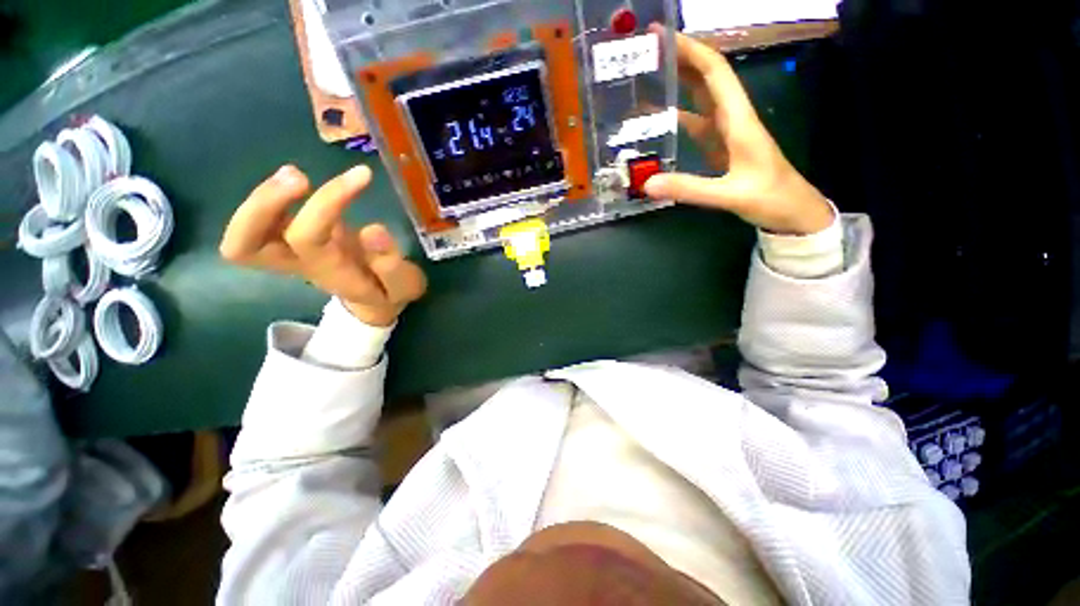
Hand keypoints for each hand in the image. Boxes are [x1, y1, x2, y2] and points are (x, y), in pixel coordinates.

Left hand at [220, 165, 426, 326]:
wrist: (376, 300)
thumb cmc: (390, 292)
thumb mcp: (404, 286)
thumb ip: (392, 265)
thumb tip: (373, 230)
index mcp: (328, 272)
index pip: (308, 236)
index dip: (327, 201)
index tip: (363, 177)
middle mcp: (299, 263)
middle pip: (245, 244)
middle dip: (263, 203)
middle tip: (300, 176)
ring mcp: (289, 253)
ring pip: (242, 236)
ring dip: (259, 199)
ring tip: (296, 174)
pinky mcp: (291, 240)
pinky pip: (257, 226)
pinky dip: (266, 199)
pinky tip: (296, 180)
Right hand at [644, 27, 834, 235]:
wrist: (792, 211)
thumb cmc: (770, 197)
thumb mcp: (729, 194)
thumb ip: (689, 188)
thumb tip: (647, 184)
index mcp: (739, 119)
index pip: (714, 73)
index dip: (690, 50)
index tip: (662, 37)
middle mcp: (733, 118)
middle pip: (706, 79)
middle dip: (680, 60)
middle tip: (648, 53)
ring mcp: (727, 133)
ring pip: (701, 99)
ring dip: (679, 85)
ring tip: (650, 79)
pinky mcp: (721, 148)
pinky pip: (698, 125)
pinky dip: (680, 117)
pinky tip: (662, 119)